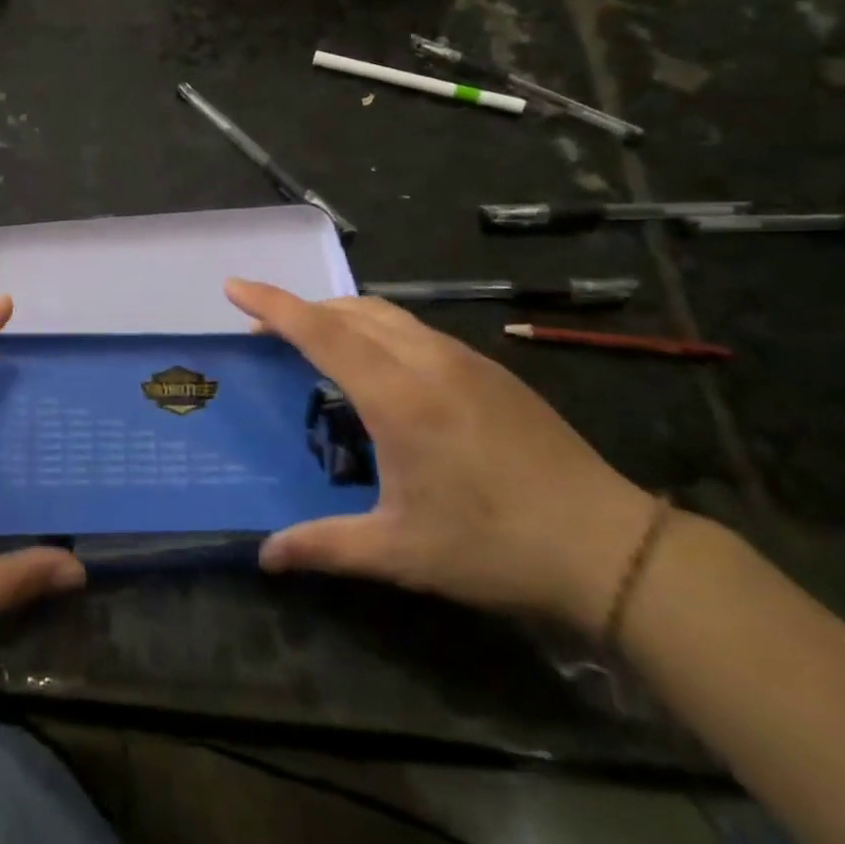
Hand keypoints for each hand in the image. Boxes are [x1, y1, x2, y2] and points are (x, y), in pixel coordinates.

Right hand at [228, 279, 655, 632]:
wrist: (610, 546)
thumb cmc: (494, 546)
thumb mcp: (401, 551)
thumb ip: (325, 546)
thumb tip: (264, 556)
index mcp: (397, 395)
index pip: (320, 331)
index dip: (272, 305)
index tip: (234, 286)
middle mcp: (425, 360)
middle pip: (348, 311)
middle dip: (299, 309)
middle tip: (264, 331)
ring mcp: (462, 359)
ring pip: (384, 313)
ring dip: (339, 315)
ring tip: (314, 339)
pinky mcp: (488, 368)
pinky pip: (414, 328)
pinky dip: (376, 327)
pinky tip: (379, 365)